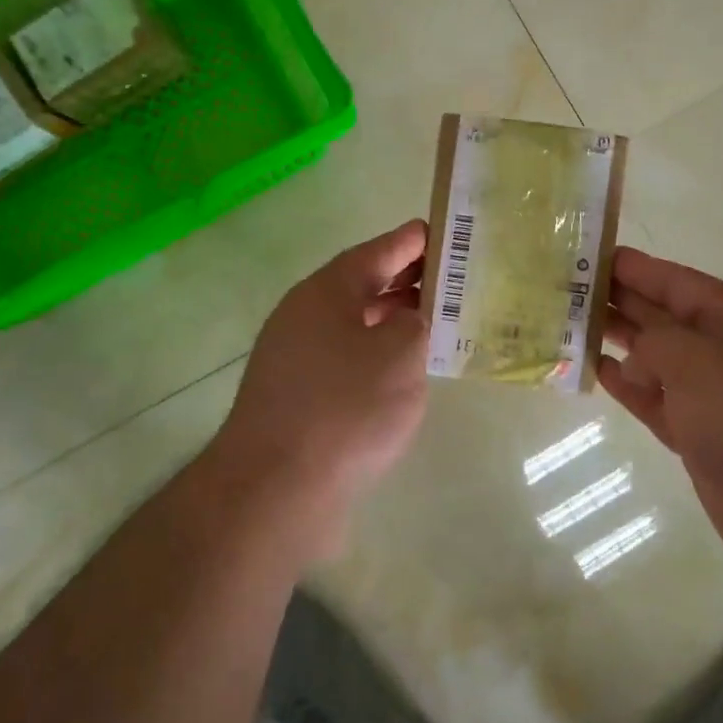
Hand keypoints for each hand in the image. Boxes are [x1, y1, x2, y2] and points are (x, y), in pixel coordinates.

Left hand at [212, 220, 431, 548]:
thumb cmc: (345, 408)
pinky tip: (399, 373)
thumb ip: (415, 323)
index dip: (410, 242)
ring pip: (352, 324)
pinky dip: (374, 355)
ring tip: (432, 322)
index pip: (375, 252)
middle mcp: (303, 315)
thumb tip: (407, 319)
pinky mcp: (295, 396)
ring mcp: (294, 357)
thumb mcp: (399, 354)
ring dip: (390, 319)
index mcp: (326, 292)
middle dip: (403, 280)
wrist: (275, 488)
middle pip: (360, 285)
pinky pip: (343, 358)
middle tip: (447, 278)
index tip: (440, 233)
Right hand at [597, 247, 722, 585]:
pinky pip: (656, 401)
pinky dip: (629, 387)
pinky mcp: (701, 438)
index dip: (636, 268)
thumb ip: (655, 343)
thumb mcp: (698, 361)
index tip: (591, 256)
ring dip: (619, 343)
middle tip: (569, 290)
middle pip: (664, 317)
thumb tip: (634, 360)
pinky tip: (599, 373)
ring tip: (572, 327)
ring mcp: (714, 399)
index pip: (677, 282)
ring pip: (656, 360)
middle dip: (620, 301)